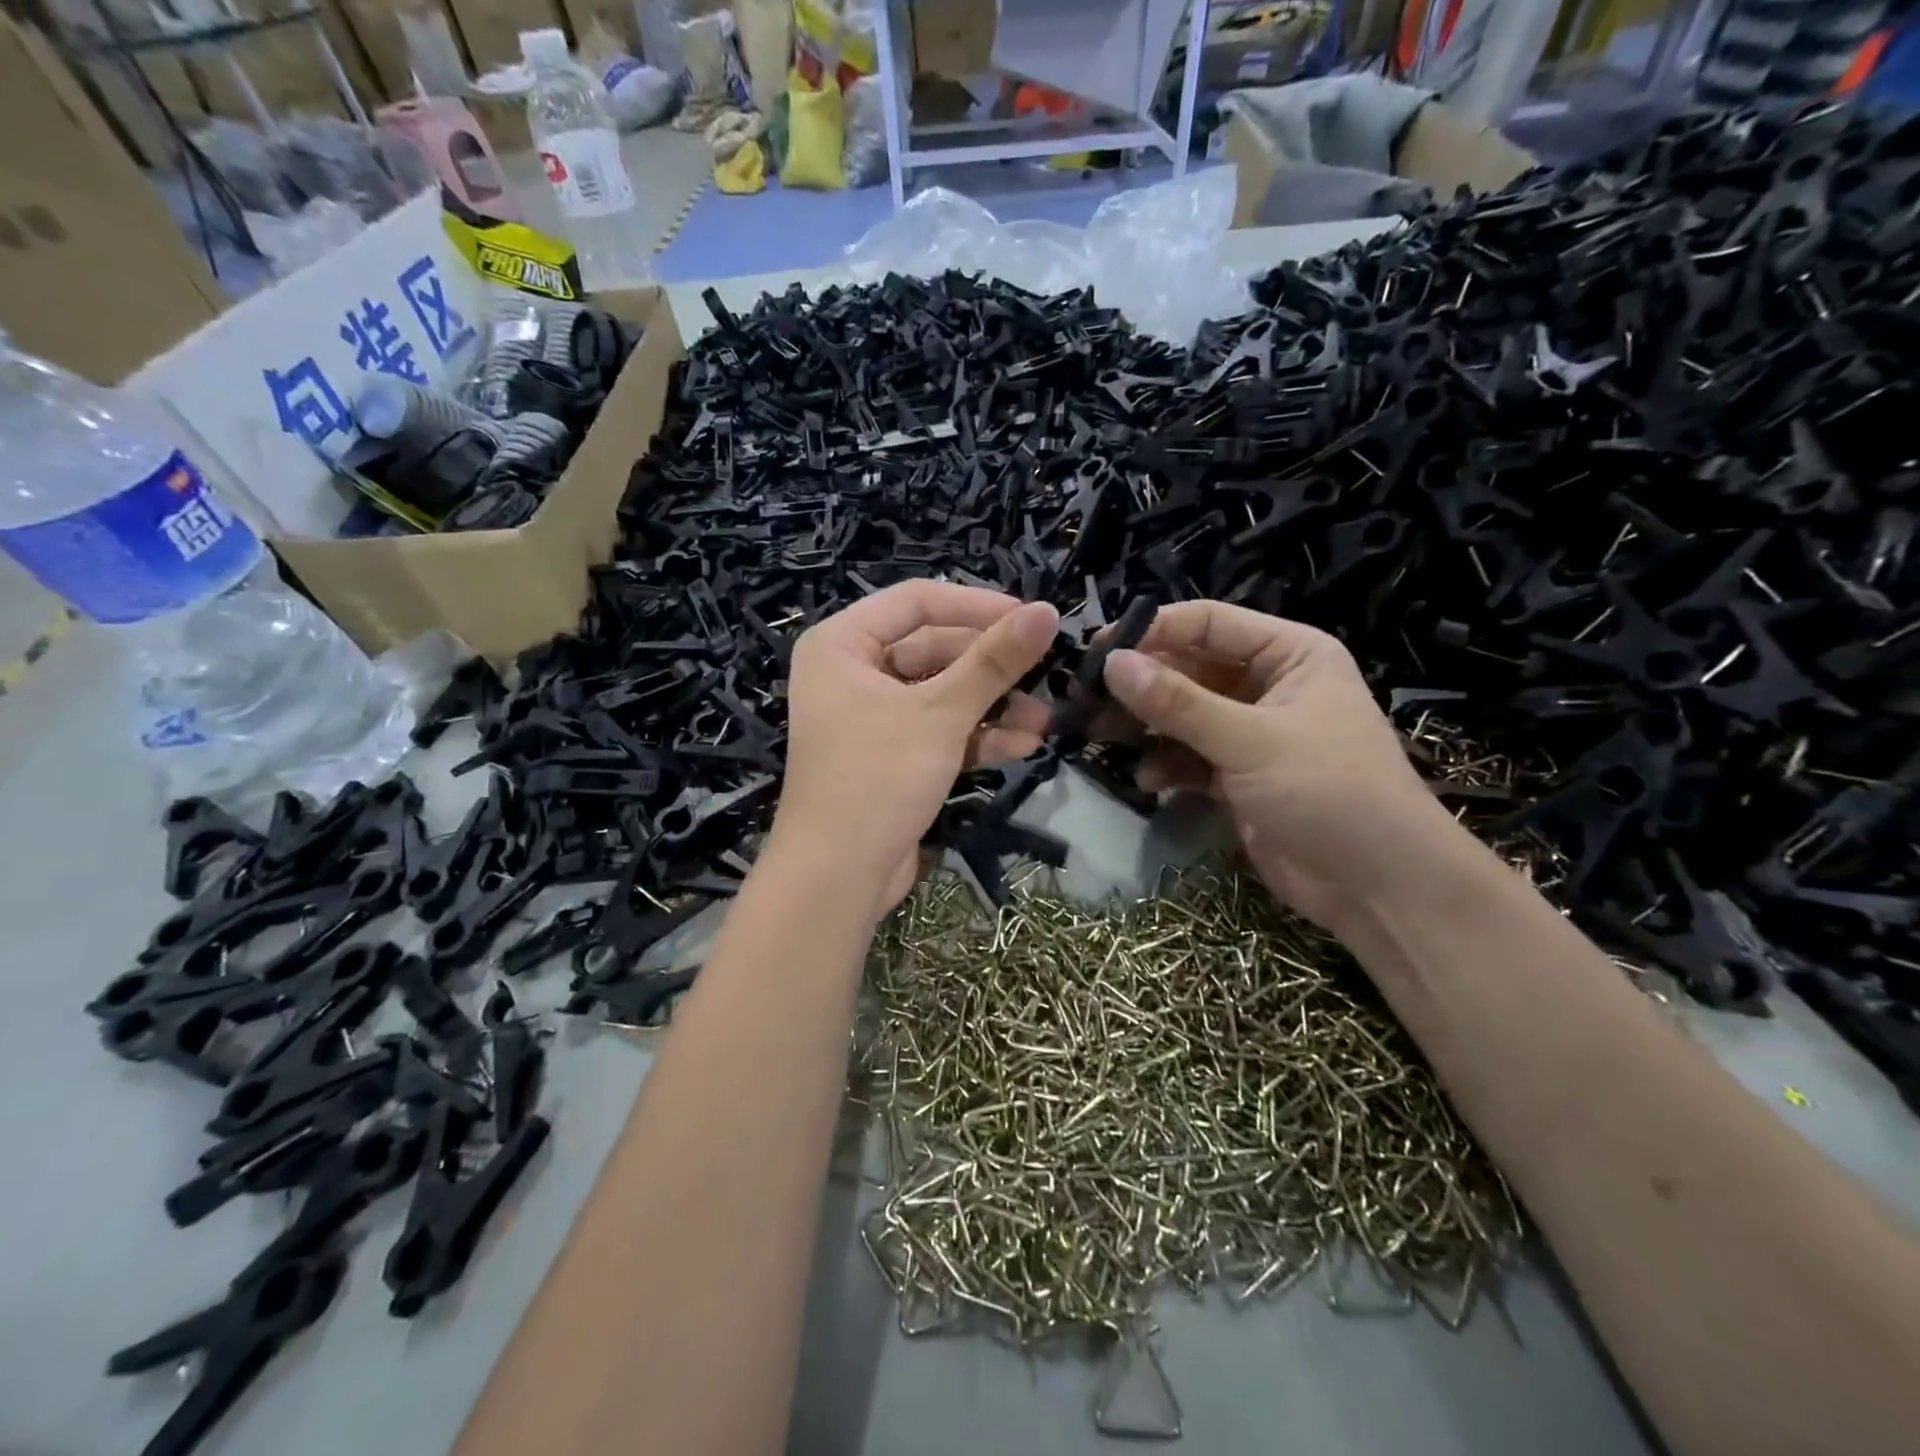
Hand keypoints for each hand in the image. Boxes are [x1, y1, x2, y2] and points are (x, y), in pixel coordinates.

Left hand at [771, 582, 1058, 916]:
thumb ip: (994, 662)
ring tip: (1044, 719)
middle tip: (1047, 672)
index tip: (1033, 618)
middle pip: (935, 648)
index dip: (978, 606)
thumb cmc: (879, 777)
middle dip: (992, 668)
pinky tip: (1024, 745)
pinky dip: (976, 736)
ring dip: (993, 706)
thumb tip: (1048, 612)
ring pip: (942, 694)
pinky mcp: (891, 755)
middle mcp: (852, 672)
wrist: (838, 877)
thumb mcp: (941, 713)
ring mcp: (872, 716)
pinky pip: (938, 730)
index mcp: (843, 644)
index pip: (918, 601)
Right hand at [1098, 600, 1452, 931]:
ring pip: (1182, 716)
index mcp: (1287, 655)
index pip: (1208, 623)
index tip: (1098, 650)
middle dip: (1140, 685)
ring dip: (1144, 726)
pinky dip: (1164, 765)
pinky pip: (1188, 757)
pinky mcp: (1237, 777)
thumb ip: (1178, 702)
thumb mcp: (1250, 740)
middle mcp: (1266, 686)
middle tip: (1085, 699)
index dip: (1153, 631)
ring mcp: (1250, 733)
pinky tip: (1144, 781)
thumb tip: (1111, 662)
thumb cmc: (1328, 790)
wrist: (1379, 887)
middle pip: (1188, 669)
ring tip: (1099, 737)